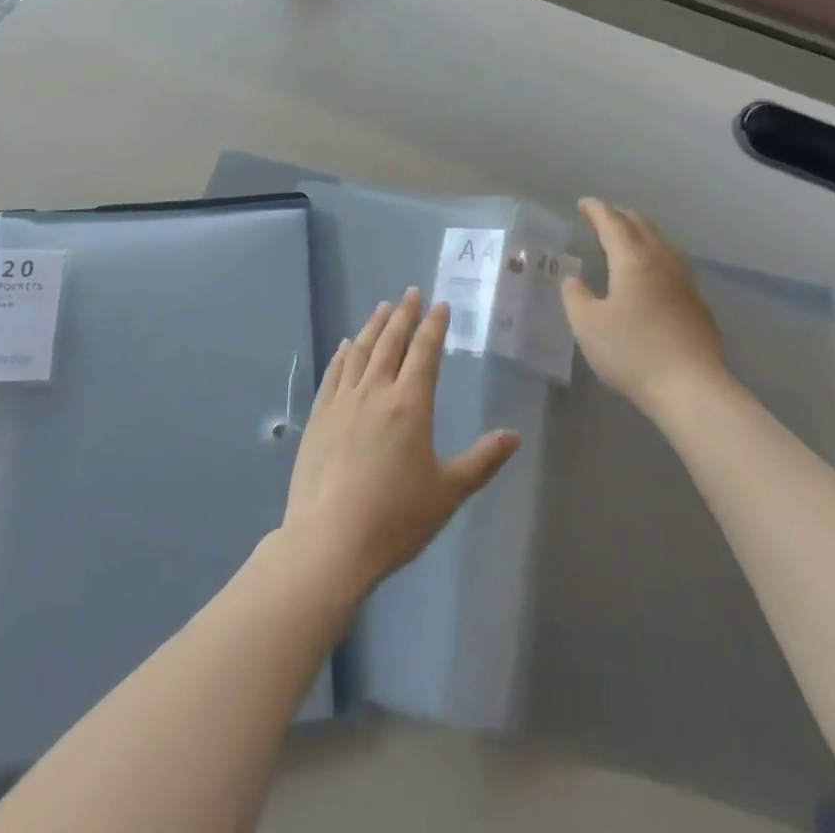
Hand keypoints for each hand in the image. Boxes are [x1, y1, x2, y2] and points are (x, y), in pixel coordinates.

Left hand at [281, 289, 520, 605]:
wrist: (329, 541)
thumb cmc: (395, 518)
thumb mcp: (449, 492)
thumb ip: (483, 461)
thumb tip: (514, 435)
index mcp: (410, 404)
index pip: (425, 352)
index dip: (434, 325)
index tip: (440, 304)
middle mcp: (375, 391)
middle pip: (390, 341)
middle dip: (404, 314)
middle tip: (411, 292)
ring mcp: (343, 401)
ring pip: (360, 351)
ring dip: (373, 326)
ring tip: (383, 307)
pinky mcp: (319, 416)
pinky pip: (333, 373)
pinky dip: (342, 353)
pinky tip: (344, 345)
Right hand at [562, 198, 731, 413]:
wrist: (691, 387)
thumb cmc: (632, 351)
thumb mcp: (587, 325)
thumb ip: (576, 297)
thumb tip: (574, 279)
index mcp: (632, 260)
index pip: (613, 224)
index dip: (597, 211)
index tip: (584, 203)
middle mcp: (661, 263)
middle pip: (642, 227)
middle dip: (621, 217)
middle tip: (604, 216)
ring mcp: (685, 283)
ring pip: (663, 244)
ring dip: (643, 234)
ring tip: (630, 239)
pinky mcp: (697, 305)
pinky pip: (674, 265)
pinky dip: (657, 257)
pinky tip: (653, 275)